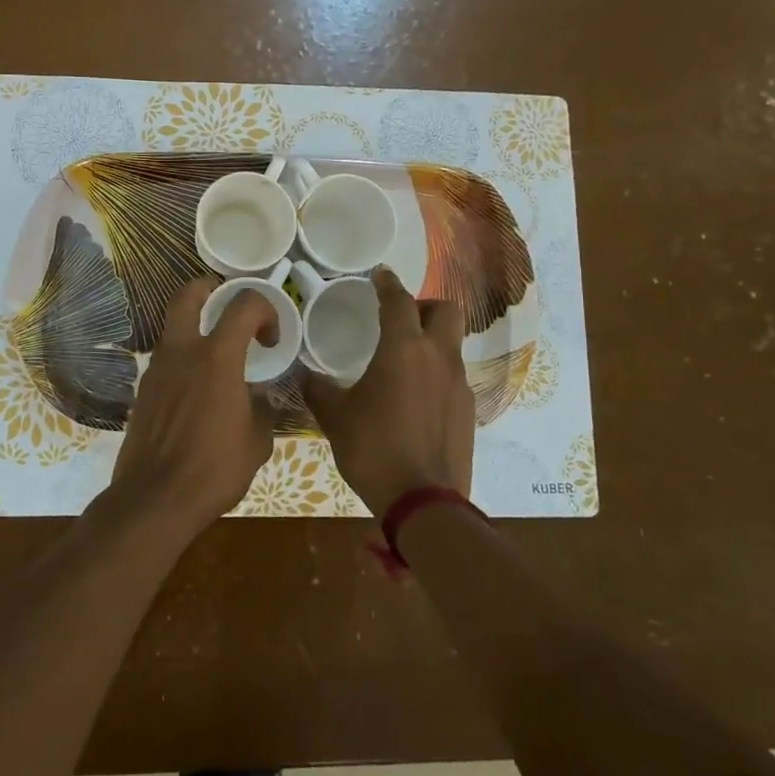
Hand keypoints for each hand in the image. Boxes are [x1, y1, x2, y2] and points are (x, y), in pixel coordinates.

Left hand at [108, 277, 278, 530]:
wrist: (155, 498)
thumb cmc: (214, 469)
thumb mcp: (257, 441)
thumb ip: (261, 409)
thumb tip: (258, 398)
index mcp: (217, 357)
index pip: (244, 304)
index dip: (265, 309)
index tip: (272, 339)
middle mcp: (182, 352)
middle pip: (187, 295)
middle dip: (209, 288)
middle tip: (226, 302)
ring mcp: (156, 369)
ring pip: (173, 328)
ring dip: (194, 328)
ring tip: (216, 356)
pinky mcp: (143, 390)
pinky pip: (165, 359)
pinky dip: (182, 360)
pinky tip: (196, 390)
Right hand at [304, 267, 474, 518]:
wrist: (424, 501)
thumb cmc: (373, 449)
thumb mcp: (335, 418)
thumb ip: (319, 389)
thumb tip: (306, 376)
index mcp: (403, 350)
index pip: (398, 301)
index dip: (387, 284)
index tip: (380, 274)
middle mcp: (437, 358)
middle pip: (445, 310)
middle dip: (424, 305)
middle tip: (400, 318)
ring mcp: (458, 384)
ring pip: (451, 344)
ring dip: (432, 340)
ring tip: (403, 360)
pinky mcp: (468, 410)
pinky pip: (453, 375)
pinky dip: (436, 372)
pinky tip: (414, 396)